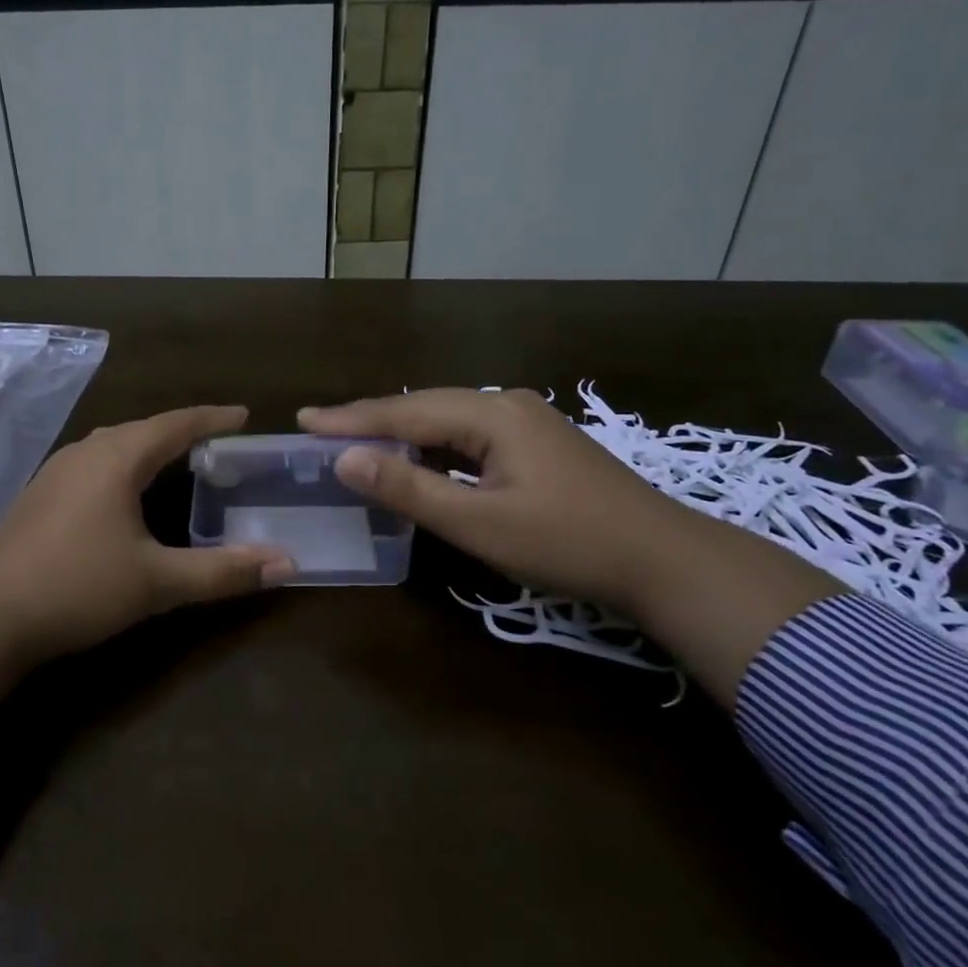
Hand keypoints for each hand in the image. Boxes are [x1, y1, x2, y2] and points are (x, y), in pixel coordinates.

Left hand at [0, 406, 294, 763]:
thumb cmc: (76, 587)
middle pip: (144, 429)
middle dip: (183, 431)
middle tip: (218, 442)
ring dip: (149, 447)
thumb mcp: (157, 582)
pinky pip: (94, 464)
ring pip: (115, 445)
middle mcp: (86, 452)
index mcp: (117, 458)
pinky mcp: (39, 495)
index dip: (213, 418)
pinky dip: (123, 466)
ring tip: (178, 461)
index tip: (244, 415)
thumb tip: (287, 563)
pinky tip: (124, 492)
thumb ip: (223, 572)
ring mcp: (56, 472)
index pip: (176, 424)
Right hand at [299, 389, 688, 612]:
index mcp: (492, 414)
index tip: (303, 419)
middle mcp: (507, 405)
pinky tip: (416, 459)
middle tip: (320, 428)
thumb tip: (346, 460)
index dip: (351, 418)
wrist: (665, 561)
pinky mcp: (537, 445)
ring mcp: (527, 422)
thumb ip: (410, 490)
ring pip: (446, 420)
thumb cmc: (568, 543)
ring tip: (354, 439)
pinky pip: (469, 435)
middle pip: (423, 407)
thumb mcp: (480, 522)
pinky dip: (433, 447)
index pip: (405, 413)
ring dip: (401, 432)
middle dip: (370, 419)